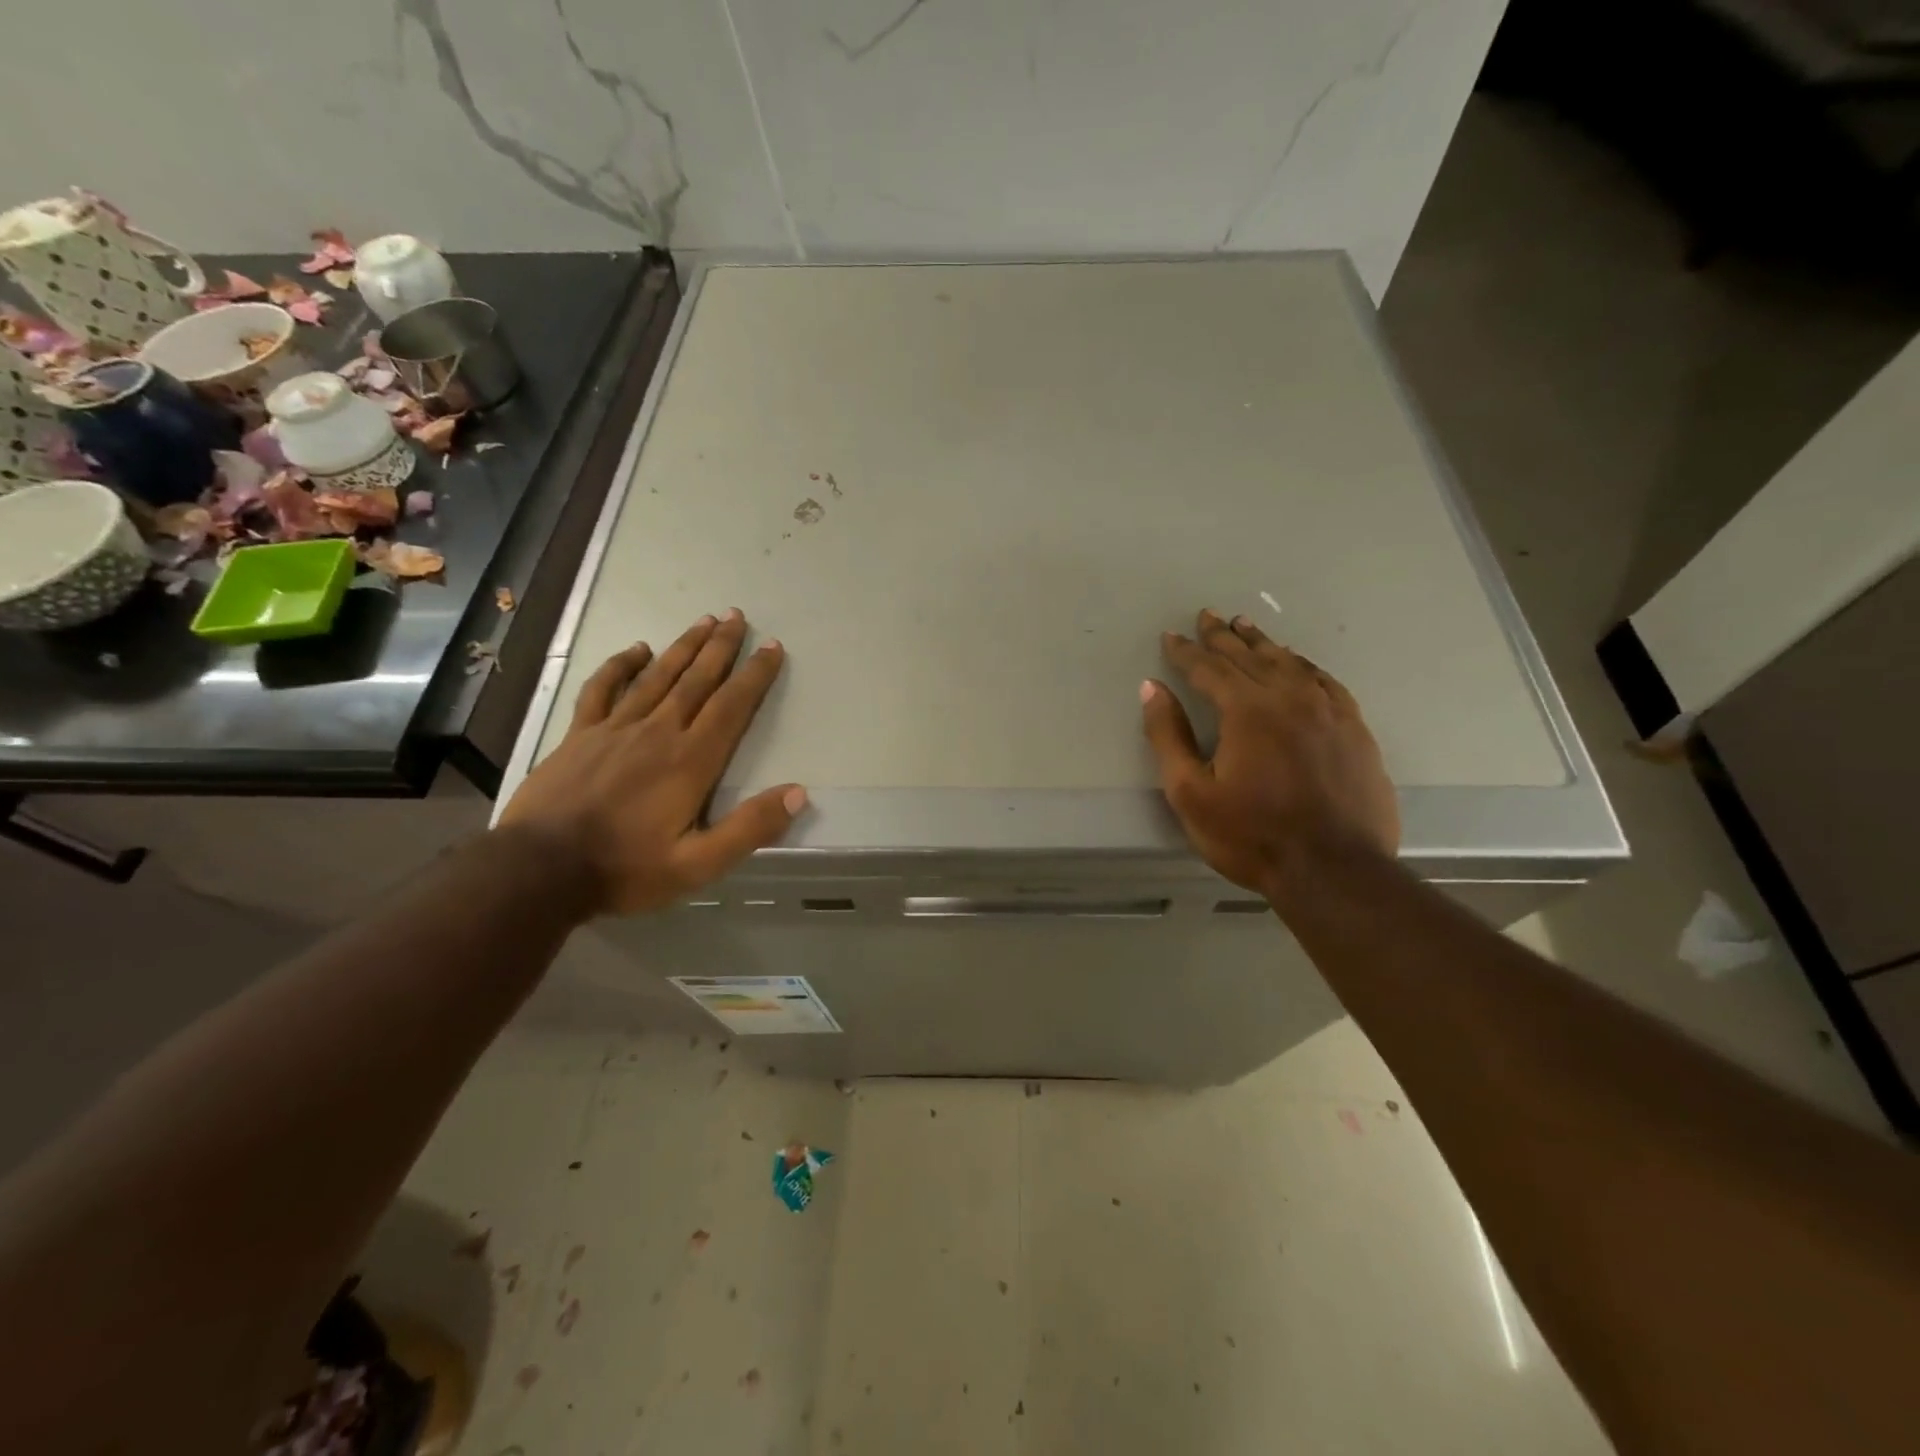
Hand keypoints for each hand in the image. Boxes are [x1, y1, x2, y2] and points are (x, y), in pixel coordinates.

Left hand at [498, 610, 804, 916]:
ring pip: (658, 676)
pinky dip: (620, 665)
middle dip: (722, 647)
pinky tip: (635, 649)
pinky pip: (603, 689)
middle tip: (738, 616)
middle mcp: (659, 732)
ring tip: (705, 620)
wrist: (539, 870)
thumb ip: (750, 828)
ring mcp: (616, 728)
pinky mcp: (581, 734)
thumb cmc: (625, 868)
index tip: (772, 647)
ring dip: (684, 647)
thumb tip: (799, 793)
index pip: (732, 706)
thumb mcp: (699, 864)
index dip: (756, 675)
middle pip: (697, 680)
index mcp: (691, 761)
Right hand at [1141, 609, 1398, 897]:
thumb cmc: (1251, 835)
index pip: (1209, 669)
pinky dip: (1304, 666)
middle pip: (1249, 657)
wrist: (1334, 870)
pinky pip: (1325, 682)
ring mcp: (1328, 711)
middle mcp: (1289, 698)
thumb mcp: (1190, 792)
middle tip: (1207, 615)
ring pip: (1289, 663)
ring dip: (1262, 644)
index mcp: (1247, 710)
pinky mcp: (1354, 729)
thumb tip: (1152, 688)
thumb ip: (1168, 736)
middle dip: (1223, 637)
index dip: (1186, 652)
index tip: (1170, 637)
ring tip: (1245, 627)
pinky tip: (1298, 663)